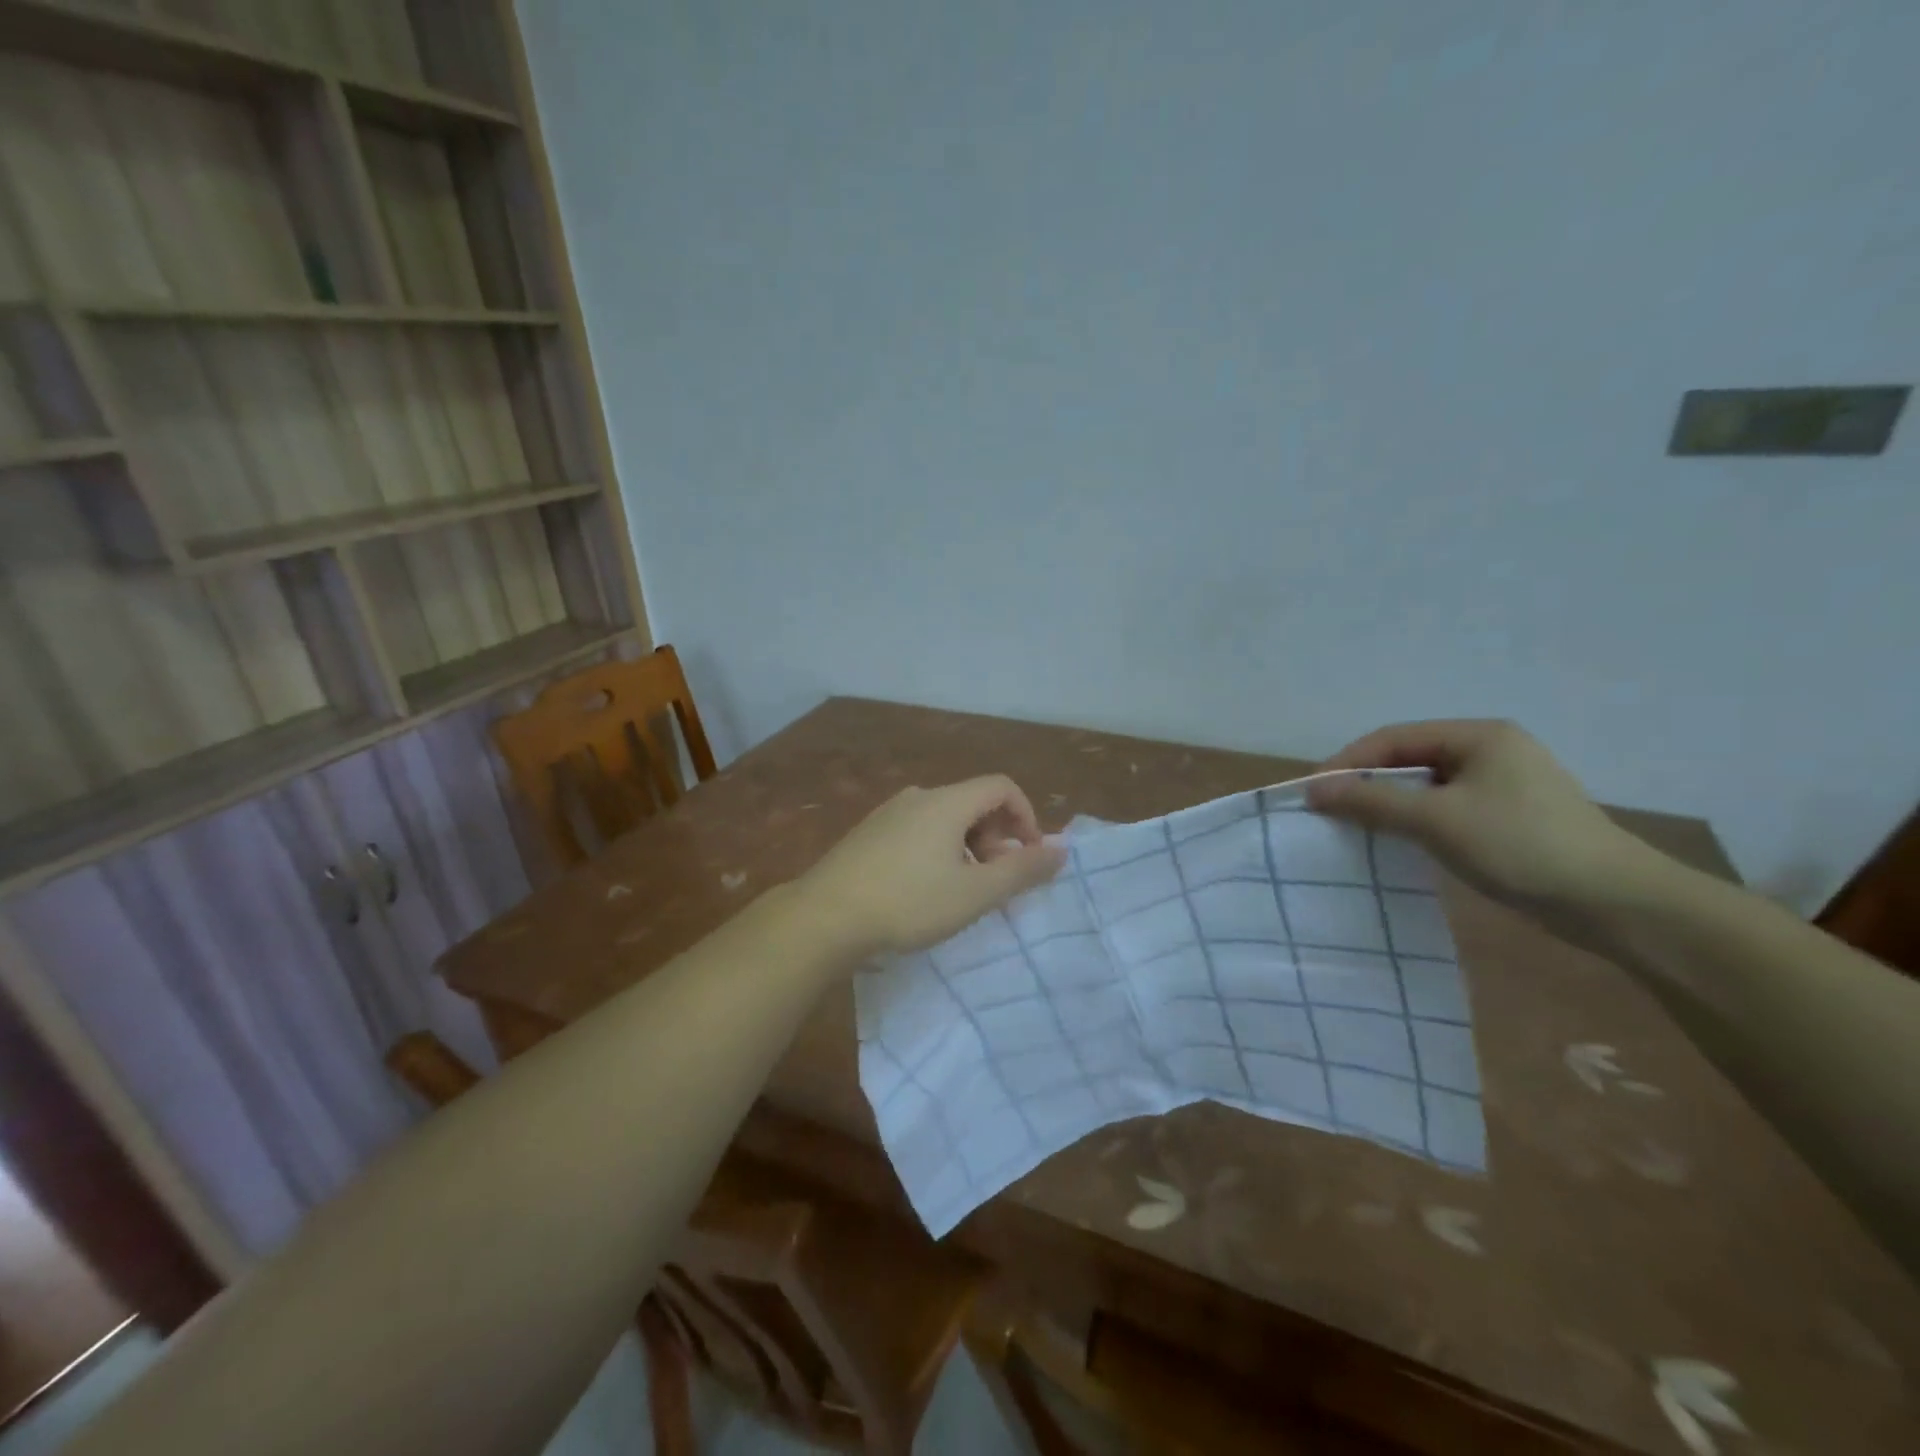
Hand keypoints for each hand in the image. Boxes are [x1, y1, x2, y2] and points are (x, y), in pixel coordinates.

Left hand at [798, 776, 1066, 959]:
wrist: (825, 916)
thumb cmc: (909, 902)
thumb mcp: (975, 892)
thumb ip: (1023, 870)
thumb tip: (1062, 850)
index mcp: (947, 801)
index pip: (1002, 786)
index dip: (1026, 816)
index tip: (1029, 855)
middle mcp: (918, 797)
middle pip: (973, 801)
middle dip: (997, 836)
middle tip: (995, 879)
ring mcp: (888, 813)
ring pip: (945, 818)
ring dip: (968, 846)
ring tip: (962, 889)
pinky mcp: (868, 833)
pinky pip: (918, 830)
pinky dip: (939, 849)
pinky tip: (925, 888)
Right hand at [1307, 720, 1666, 930]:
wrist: (1617, 903)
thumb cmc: (1520, 846)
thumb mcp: (1436, 820)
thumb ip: (1372, 800)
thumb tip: (1314, 789)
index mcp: (1479, 735)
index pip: (1394, 738)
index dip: (1349, 761)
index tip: (1314, 791)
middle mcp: (1492, 750)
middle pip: (1410, 757)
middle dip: (1367, 781)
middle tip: (1331, 809)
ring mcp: (1506, 783)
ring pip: (1428, 785)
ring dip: (1390, 802)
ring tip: (1357, 825)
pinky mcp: (1512, 816)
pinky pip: (1448, 806)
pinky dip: (1417, 819)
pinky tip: (1402, 840)